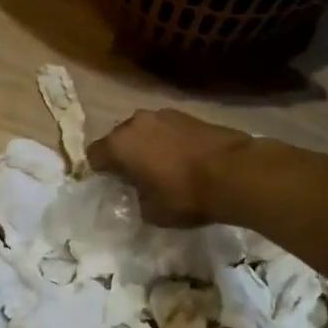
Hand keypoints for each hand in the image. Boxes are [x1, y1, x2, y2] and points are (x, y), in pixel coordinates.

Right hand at [87, 109, 252, 227]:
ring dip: (148, 145)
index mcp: (119, 144)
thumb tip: (141, 192)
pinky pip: (167, 129)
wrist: (234, 173)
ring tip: (163, 167)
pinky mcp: (188, 115)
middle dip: (124, 155)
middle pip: (119, 138)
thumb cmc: (184, 195)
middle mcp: (136, 122)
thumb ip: (137, 199)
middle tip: (136, 178)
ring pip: (144, 131)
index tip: (112, 186)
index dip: (100, 172)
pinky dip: (169, 142)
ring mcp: (164, 114)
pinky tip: (184, 160)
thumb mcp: (152, 212)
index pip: (94, 155)